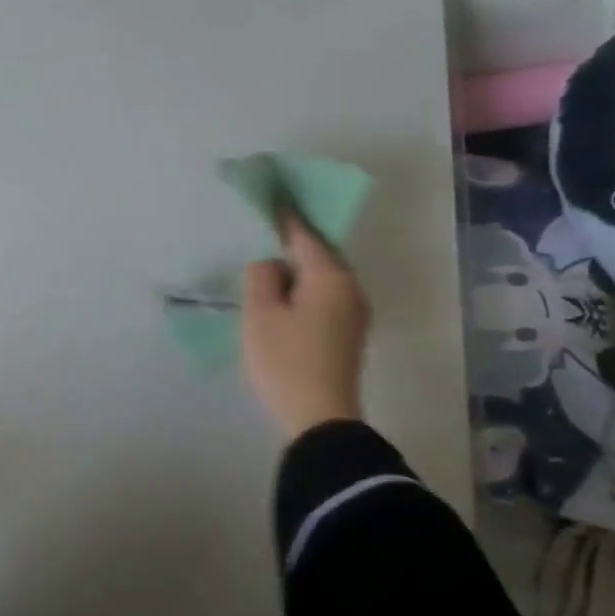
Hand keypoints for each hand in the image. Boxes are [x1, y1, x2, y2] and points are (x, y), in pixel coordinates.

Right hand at [241, 213, 370, 436]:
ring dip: (298, 270)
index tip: (272, 197)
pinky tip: (282, 298)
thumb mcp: (260, 314)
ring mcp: (354, 313)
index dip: (286, 216)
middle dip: (293, 243)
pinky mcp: (348, 334)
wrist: (319, 418)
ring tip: (267, 268)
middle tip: (263, 233)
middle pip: (319, 255)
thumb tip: (272, 265)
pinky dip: (303, 291)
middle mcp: (351, 289)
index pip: (306, 235)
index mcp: (331, 277)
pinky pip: (324, 297)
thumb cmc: (286, 360)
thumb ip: (261, 277)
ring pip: (321, 278)